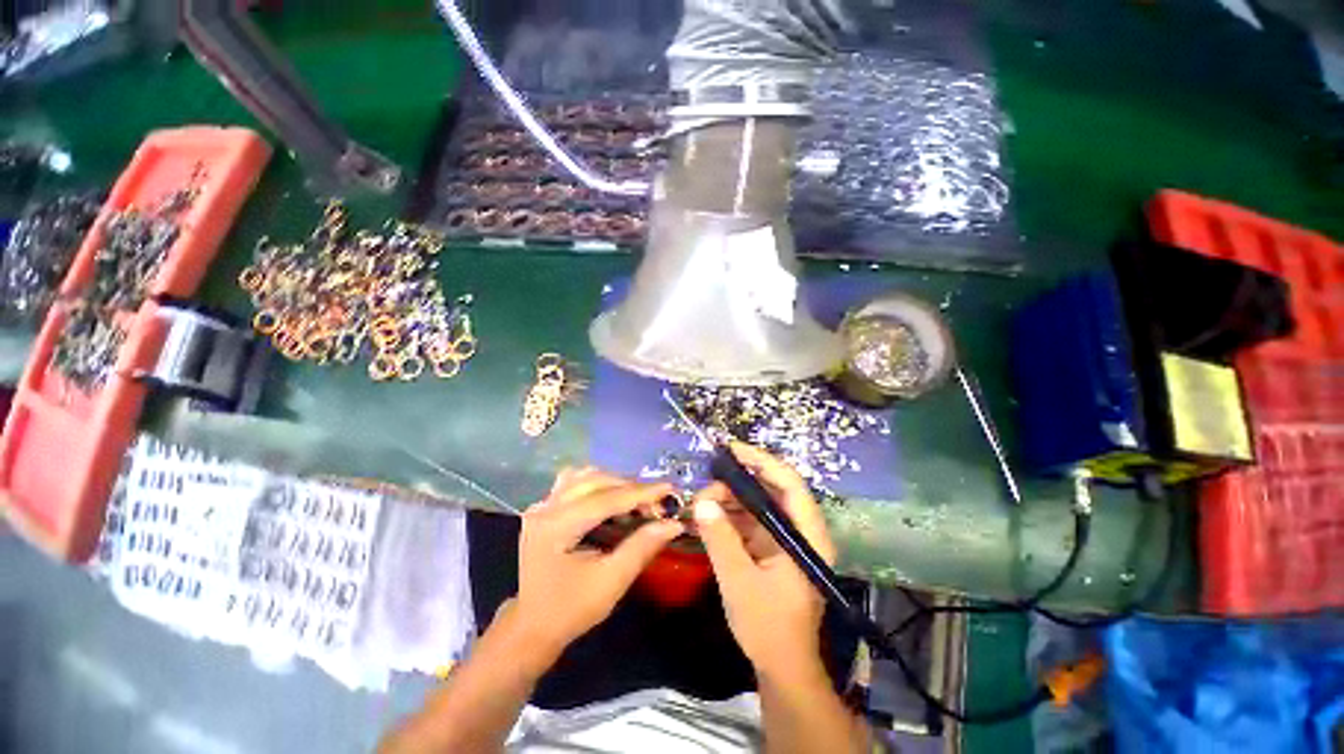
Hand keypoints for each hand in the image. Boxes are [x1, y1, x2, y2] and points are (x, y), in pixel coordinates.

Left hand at [511, 467, 683, 658]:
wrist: (532, 626)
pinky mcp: (543, 508)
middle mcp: (545, 508)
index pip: (606, 499)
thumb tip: (673, 523)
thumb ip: (641, 547)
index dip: (640, 493)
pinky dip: (597, 483)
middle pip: (595, 481)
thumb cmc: (571, 609)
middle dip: (629, 487)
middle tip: (656, 502)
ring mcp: (542, 506)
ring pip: (584, 476)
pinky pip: (573, 481)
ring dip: (614, 482)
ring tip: (635, 498)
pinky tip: (609, 495)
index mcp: (556, 527)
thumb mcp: (610, 582)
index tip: (669, 489)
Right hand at [693, 442, 836, 680]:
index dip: (763, 460)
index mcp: (806, 537)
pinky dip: (728, 516)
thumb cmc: (768, 628)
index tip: (732, 449)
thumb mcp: (740, 583)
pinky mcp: (771, 548)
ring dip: (729, 499)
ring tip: (700, 502)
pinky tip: (707, 516)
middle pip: (771, 490)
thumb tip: (702, 502)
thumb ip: (720, 540)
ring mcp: (784, 539)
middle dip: (737, 482)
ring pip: (757, 504)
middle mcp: (799, 531)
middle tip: (705, 485)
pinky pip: (749, 521)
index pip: (790, 484)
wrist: (781, 668)